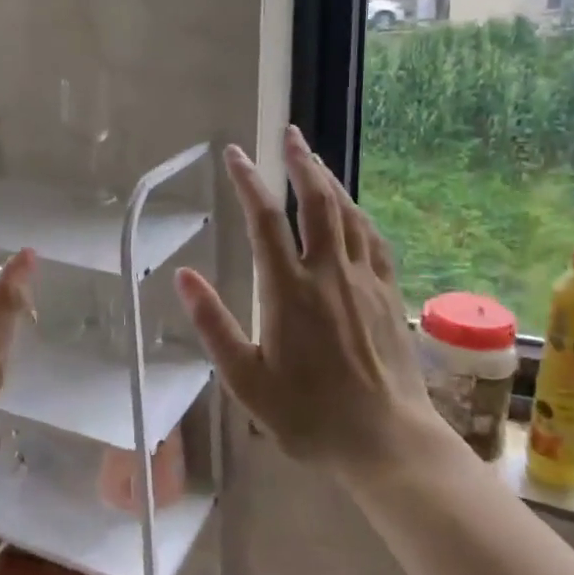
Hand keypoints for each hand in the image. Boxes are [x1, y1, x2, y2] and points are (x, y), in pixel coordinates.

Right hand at [174, 126, 442, 472]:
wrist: (385, 440)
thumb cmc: (307, 415)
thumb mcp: (245, 380)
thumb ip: (213, 325)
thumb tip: (183, 276)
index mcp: (289, 291)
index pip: (265, 220)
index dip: (248, 181)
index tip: (234, 154)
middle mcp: (329, 274)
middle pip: (317, 202)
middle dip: (300, 163)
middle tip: (289, 134)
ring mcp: (365, 281)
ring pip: (349, 214)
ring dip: (330, 180)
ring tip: (314, 159)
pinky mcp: (390, 294)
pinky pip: (374, 240)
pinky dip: (359, 214)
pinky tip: (353, 209)